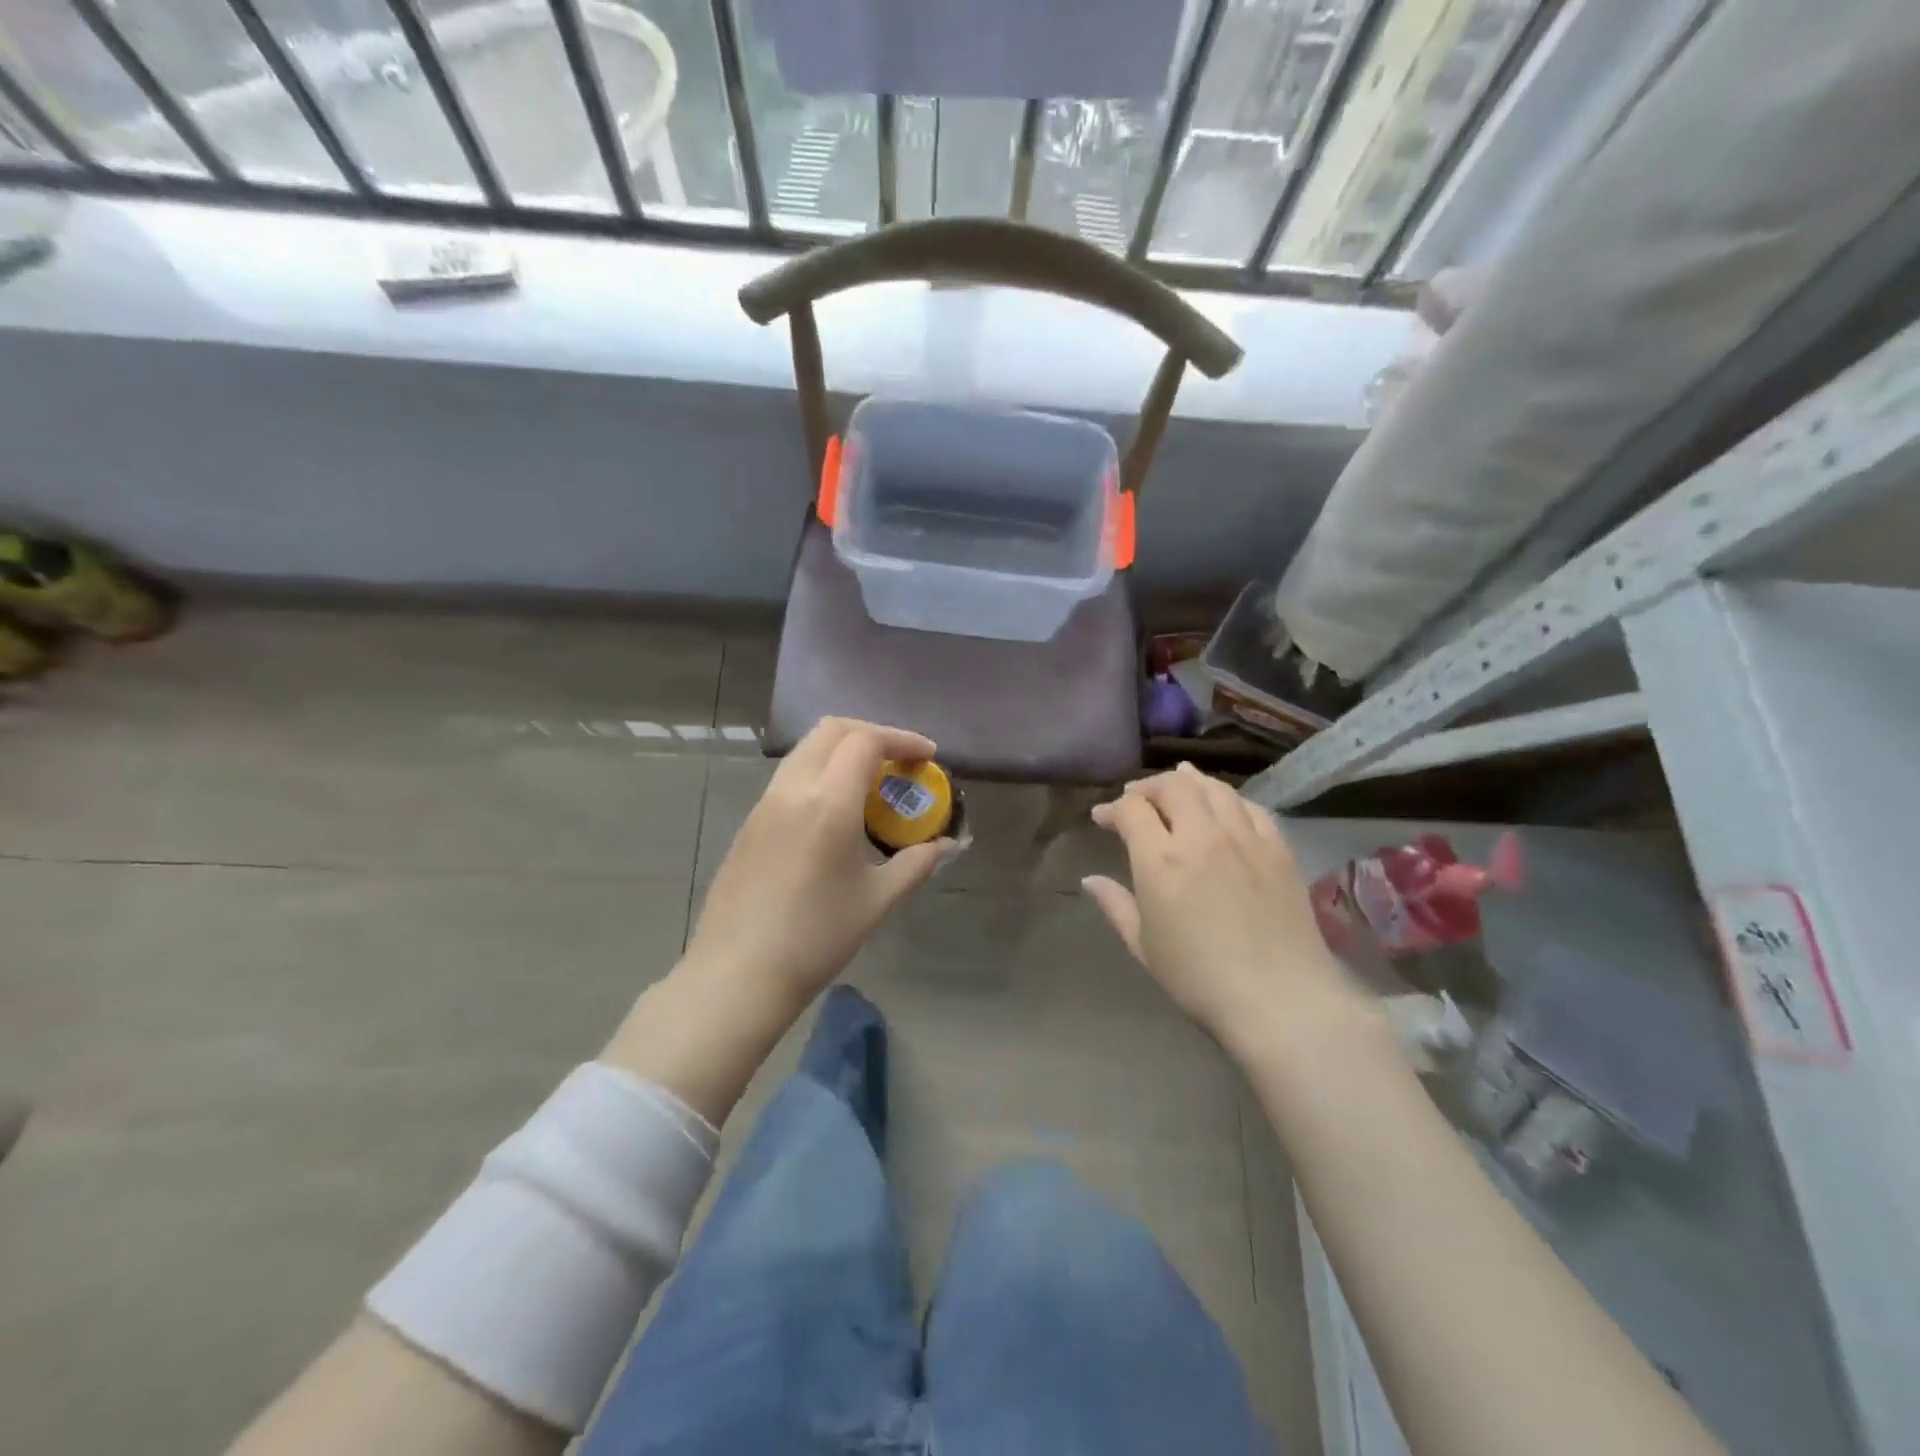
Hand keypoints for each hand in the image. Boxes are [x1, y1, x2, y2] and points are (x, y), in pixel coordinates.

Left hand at [681, 718, 951, 1010]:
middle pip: (832, 730)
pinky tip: (836, 812)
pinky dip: (820, 773)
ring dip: (842, 751)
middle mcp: (792, 789)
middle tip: (900, 761)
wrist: (738, 974)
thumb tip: (945, 845)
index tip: (928, 758)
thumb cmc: (816, 937)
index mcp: (829, 801)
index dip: (902, 739)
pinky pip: (790, 777)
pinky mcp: (750, 823)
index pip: (866, 740)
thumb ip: (916, 864)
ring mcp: (765, 804)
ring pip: (806, 751)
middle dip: (871, 734)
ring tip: (871, 785)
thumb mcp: (877, 900)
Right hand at [1082, 763, 1366, 1051]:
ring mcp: (1245, 839)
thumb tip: (1090, 880)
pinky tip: (1224, 807)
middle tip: (1137, 799)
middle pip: (1173, 786)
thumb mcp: (1144, 947)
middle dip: (1148, 786)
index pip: (1132, 809)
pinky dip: (1230, 800)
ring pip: (1214, 788)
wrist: (1281, 1001)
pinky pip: (1252, 808)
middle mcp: (1202, 837)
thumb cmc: (1200, 980)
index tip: (1102, 818)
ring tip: (1178, 786)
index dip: (1112, 808)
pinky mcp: (1278, 849)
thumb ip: (1115, 905)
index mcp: (1160, 861)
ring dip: (1189, 782)